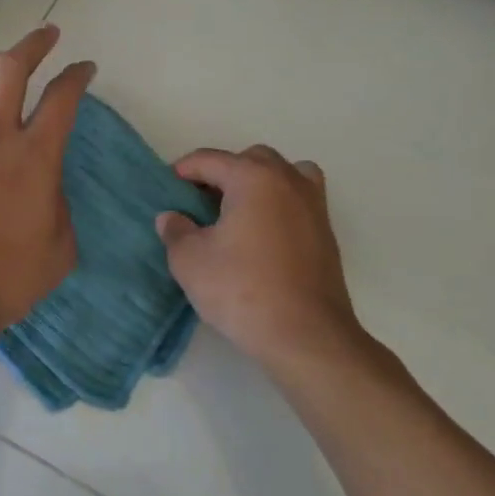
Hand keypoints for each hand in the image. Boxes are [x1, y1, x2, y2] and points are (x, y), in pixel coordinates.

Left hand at [0, 25, 95, 335]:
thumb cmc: (6, 277)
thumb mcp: (59, 249)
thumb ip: (58, 208)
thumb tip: (45, 190)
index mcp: (34, 156)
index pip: (62, 98)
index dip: (77, 75)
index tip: (85, 68)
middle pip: (11, 69)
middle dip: (33, 44)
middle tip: (47, 35)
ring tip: (2, 63)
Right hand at [156, 146, 367, 374]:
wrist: (306, 336)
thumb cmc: (242, 290)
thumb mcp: (190, 261)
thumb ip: (176, 232)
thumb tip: (172, 218)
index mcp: (253, 177)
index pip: (210, 159)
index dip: (183, 170)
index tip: (167, 189)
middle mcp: (287, 180)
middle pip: (251, 159)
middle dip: (223, 172)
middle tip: (201, 202)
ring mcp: (313, 206)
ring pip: (284, 174)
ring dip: (259, 183)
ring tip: (239, 212)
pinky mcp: (326, 233)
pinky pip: (299, 200)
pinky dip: (280, 204)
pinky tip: (263, 235)